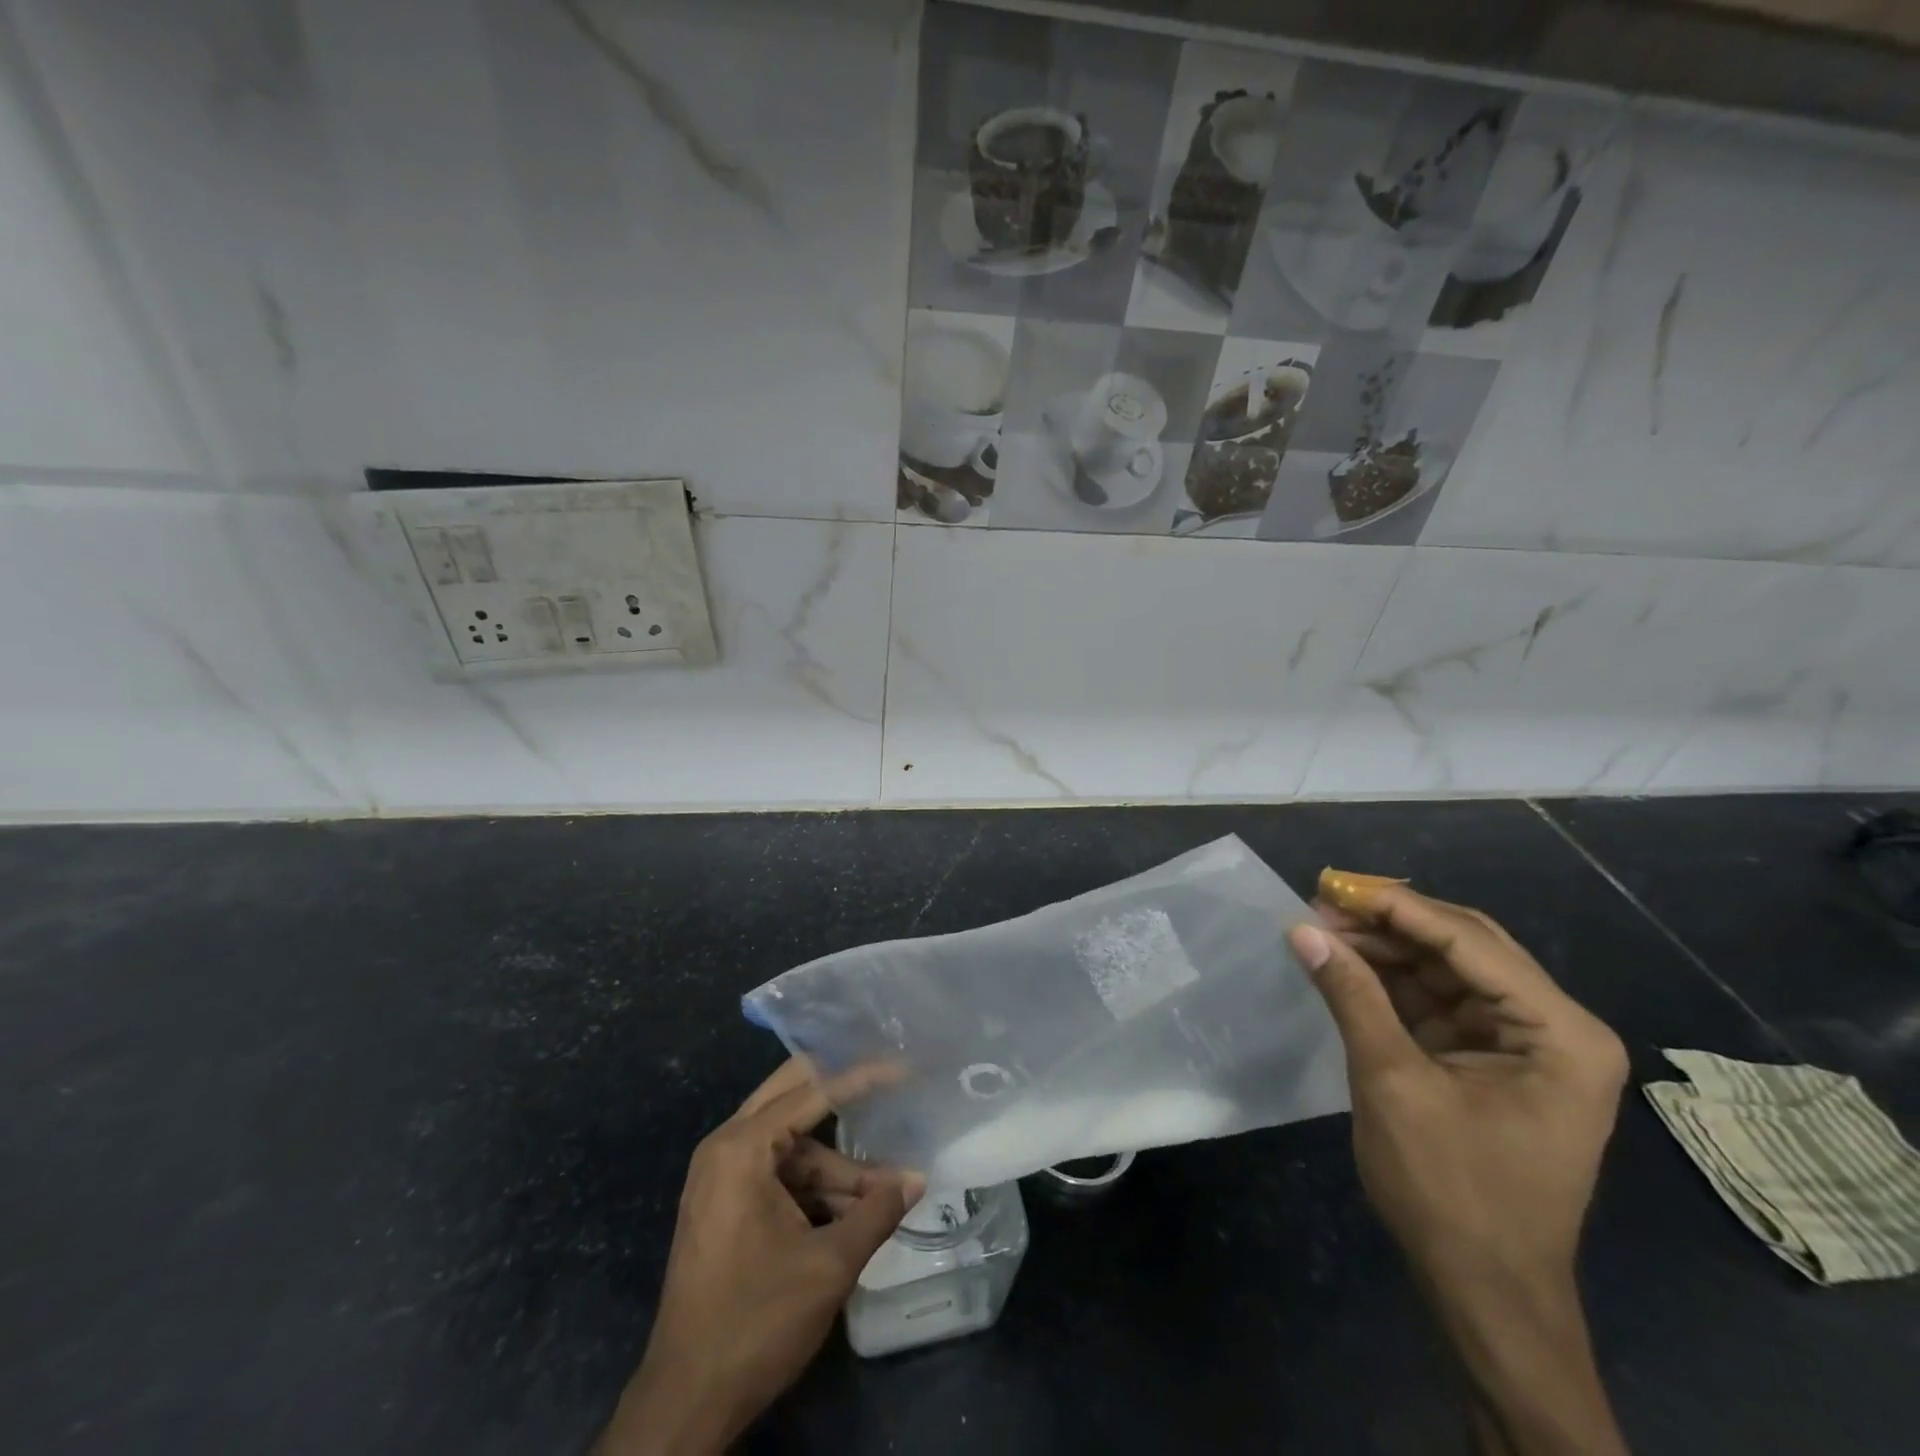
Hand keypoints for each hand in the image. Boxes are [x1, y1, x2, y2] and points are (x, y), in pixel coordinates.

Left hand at [596, 1059, 922, 1455]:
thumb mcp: (828, 1265)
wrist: (686, 1403)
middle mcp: (725, 1148)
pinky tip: (854, 1211)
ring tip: (886, 1191)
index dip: (861, 1077)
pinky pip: (778, 1177)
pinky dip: (815, 1189)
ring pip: (792, 1148)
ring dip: (836, 1167)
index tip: (901, 1066)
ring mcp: (721, 1178)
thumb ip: (877, 1212)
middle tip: (886, 1076)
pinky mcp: (725, 1207)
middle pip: (793, 1098)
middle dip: (841, 1090)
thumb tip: (917, 1179)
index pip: (812, 1092)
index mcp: (741, 1148)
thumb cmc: (756, 1322)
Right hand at [1290, 885, 1626, 1286]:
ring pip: (1449, 968)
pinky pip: (1440, 1001)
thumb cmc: (1450, 1191)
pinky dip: (1393, 982)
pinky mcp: (1494, 1060)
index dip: (1396, 908)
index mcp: (1560, 1033)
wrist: (1485, 1292)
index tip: (1329, 887)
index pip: (1469, 943)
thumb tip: (1301, 929)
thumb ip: (1351, 996)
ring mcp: (1528, 1044)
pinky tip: (1348, 966)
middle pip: (1466, 946)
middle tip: (1321, 905)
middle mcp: (1557, 1028)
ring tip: (1322, 932)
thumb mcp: (1392, 1083)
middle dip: (1391, 923)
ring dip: (1387, 949)